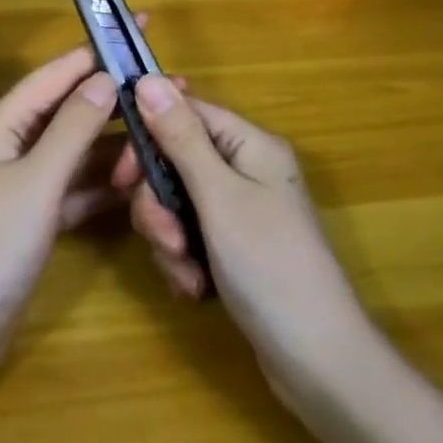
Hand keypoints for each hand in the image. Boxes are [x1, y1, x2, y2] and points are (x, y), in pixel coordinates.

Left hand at [0, 38, 156, 388]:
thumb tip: (105, 78)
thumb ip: (71, 129)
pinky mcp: (37, 220)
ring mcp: (27, 184)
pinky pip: (78, 190)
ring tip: (165, 136)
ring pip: (79, 151)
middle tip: (173, 90)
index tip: (139, 29)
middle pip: (72, 110)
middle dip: (117, 99)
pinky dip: (105, 185)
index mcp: (6, 124)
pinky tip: (140, 183)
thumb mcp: (35, 180)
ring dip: (116, 144)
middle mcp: (16, 145)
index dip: (97, 50)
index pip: (57, 73)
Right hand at [114, 78, 369, 418]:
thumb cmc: (269, 266)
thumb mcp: (218, 197)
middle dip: (159, 204)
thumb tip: (147, 78)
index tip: (123, 176)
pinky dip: (183, 261)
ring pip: (175, 202)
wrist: (319, 364)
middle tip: (166, 238)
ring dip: (169, 239)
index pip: (184, 113)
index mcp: (249, 145)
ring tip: (186, 273)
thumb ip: (180, 137)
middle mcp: (245, 169)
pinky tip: (196, 289)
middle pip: (174, 161)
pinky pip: (188, 235)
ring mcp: (240, 211)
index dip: (148, 137)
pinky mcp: (233, 247)